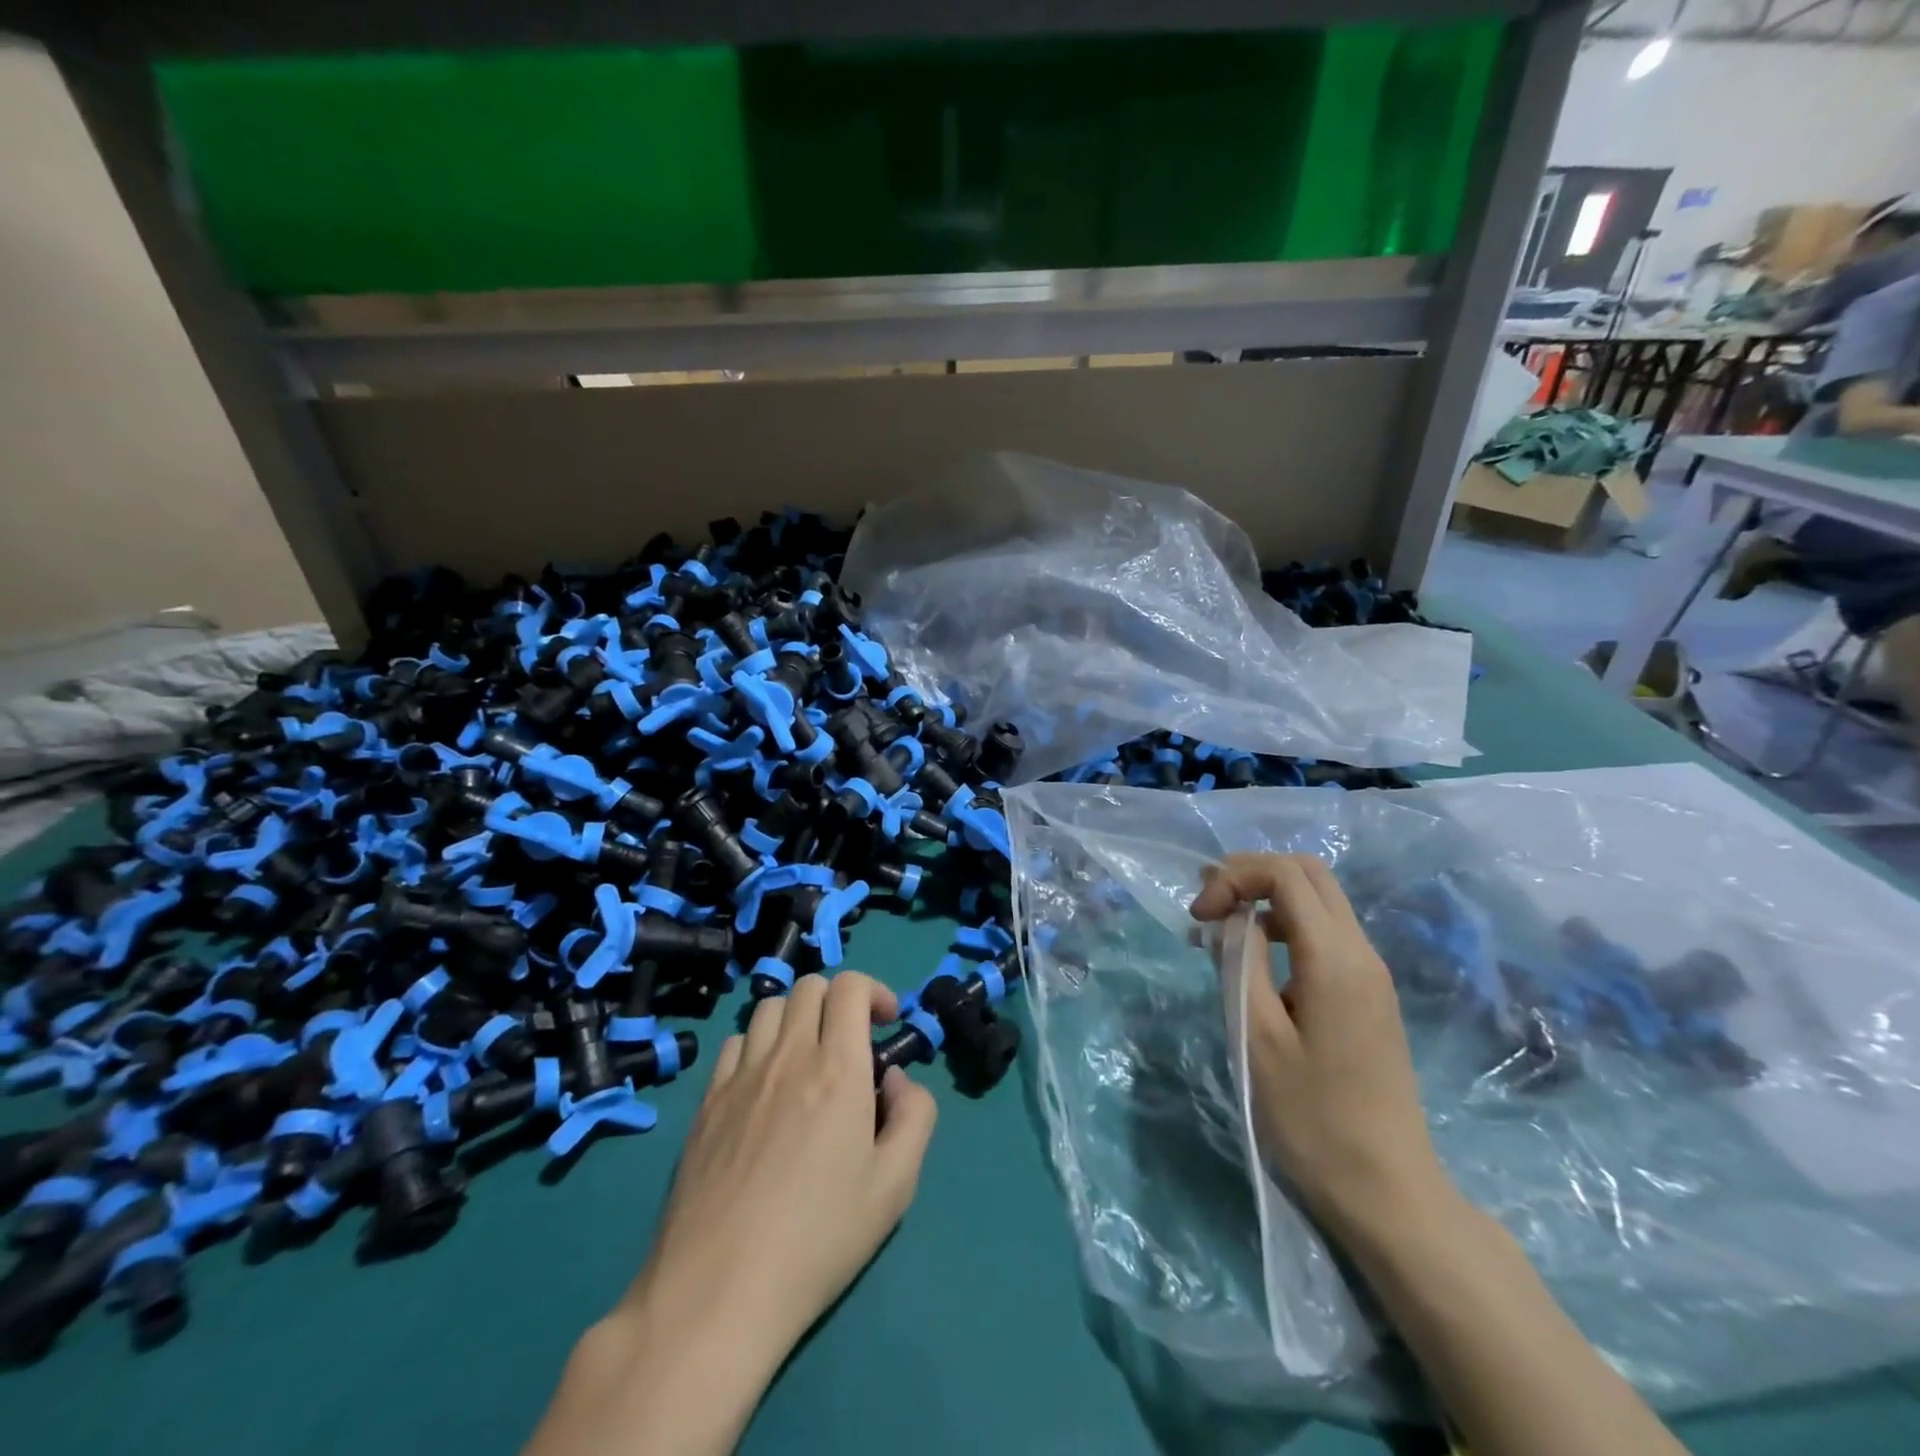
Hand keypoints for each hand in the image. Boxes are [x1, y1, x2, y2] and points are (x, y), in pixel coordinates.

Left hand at [633, 972, 937, 1353]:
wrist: (717, 1292)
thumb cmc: (818, 1239)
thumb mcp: (895, 1186)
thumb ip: (914, 1116)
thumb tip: (895, 1079)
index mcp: (837, 1068)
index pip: (850, 986)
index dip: (875, 991)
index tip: (887, 1022)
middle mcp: (787, 1056)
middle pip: (809, 986)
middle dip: (839, 1000)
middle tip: (851, 1041)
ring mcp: (739, 1076)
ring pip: (769, 1008)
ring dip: (797, 1017)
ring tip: (807, 1059)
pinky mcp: (705, 1102)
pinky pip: (734, 1044)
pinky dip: (757, 1046)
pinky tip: (763, 1087)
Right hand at [1190, 853, 1450, 1241]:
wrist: (1387, 1192)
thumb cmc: (1311, 1118)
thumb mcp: (1257, 1037)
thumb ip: (1239, 963)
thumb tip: (1228, 919)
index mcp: (1335, 958)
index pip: (1284, 874)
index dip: (1232, 878)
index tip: (1198, 917)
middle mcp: (1361, 952)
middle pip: (1308, 873)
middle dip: (1250, 873)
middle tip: (1207, 903)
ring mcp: (1371, 973)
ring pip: (1319, 899)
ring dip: (1266, 897)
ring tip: (1220, 928)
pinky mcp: (1369, 995)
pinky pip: (1325, 932)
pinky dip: (1284, 924)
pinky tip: (1254, 959)